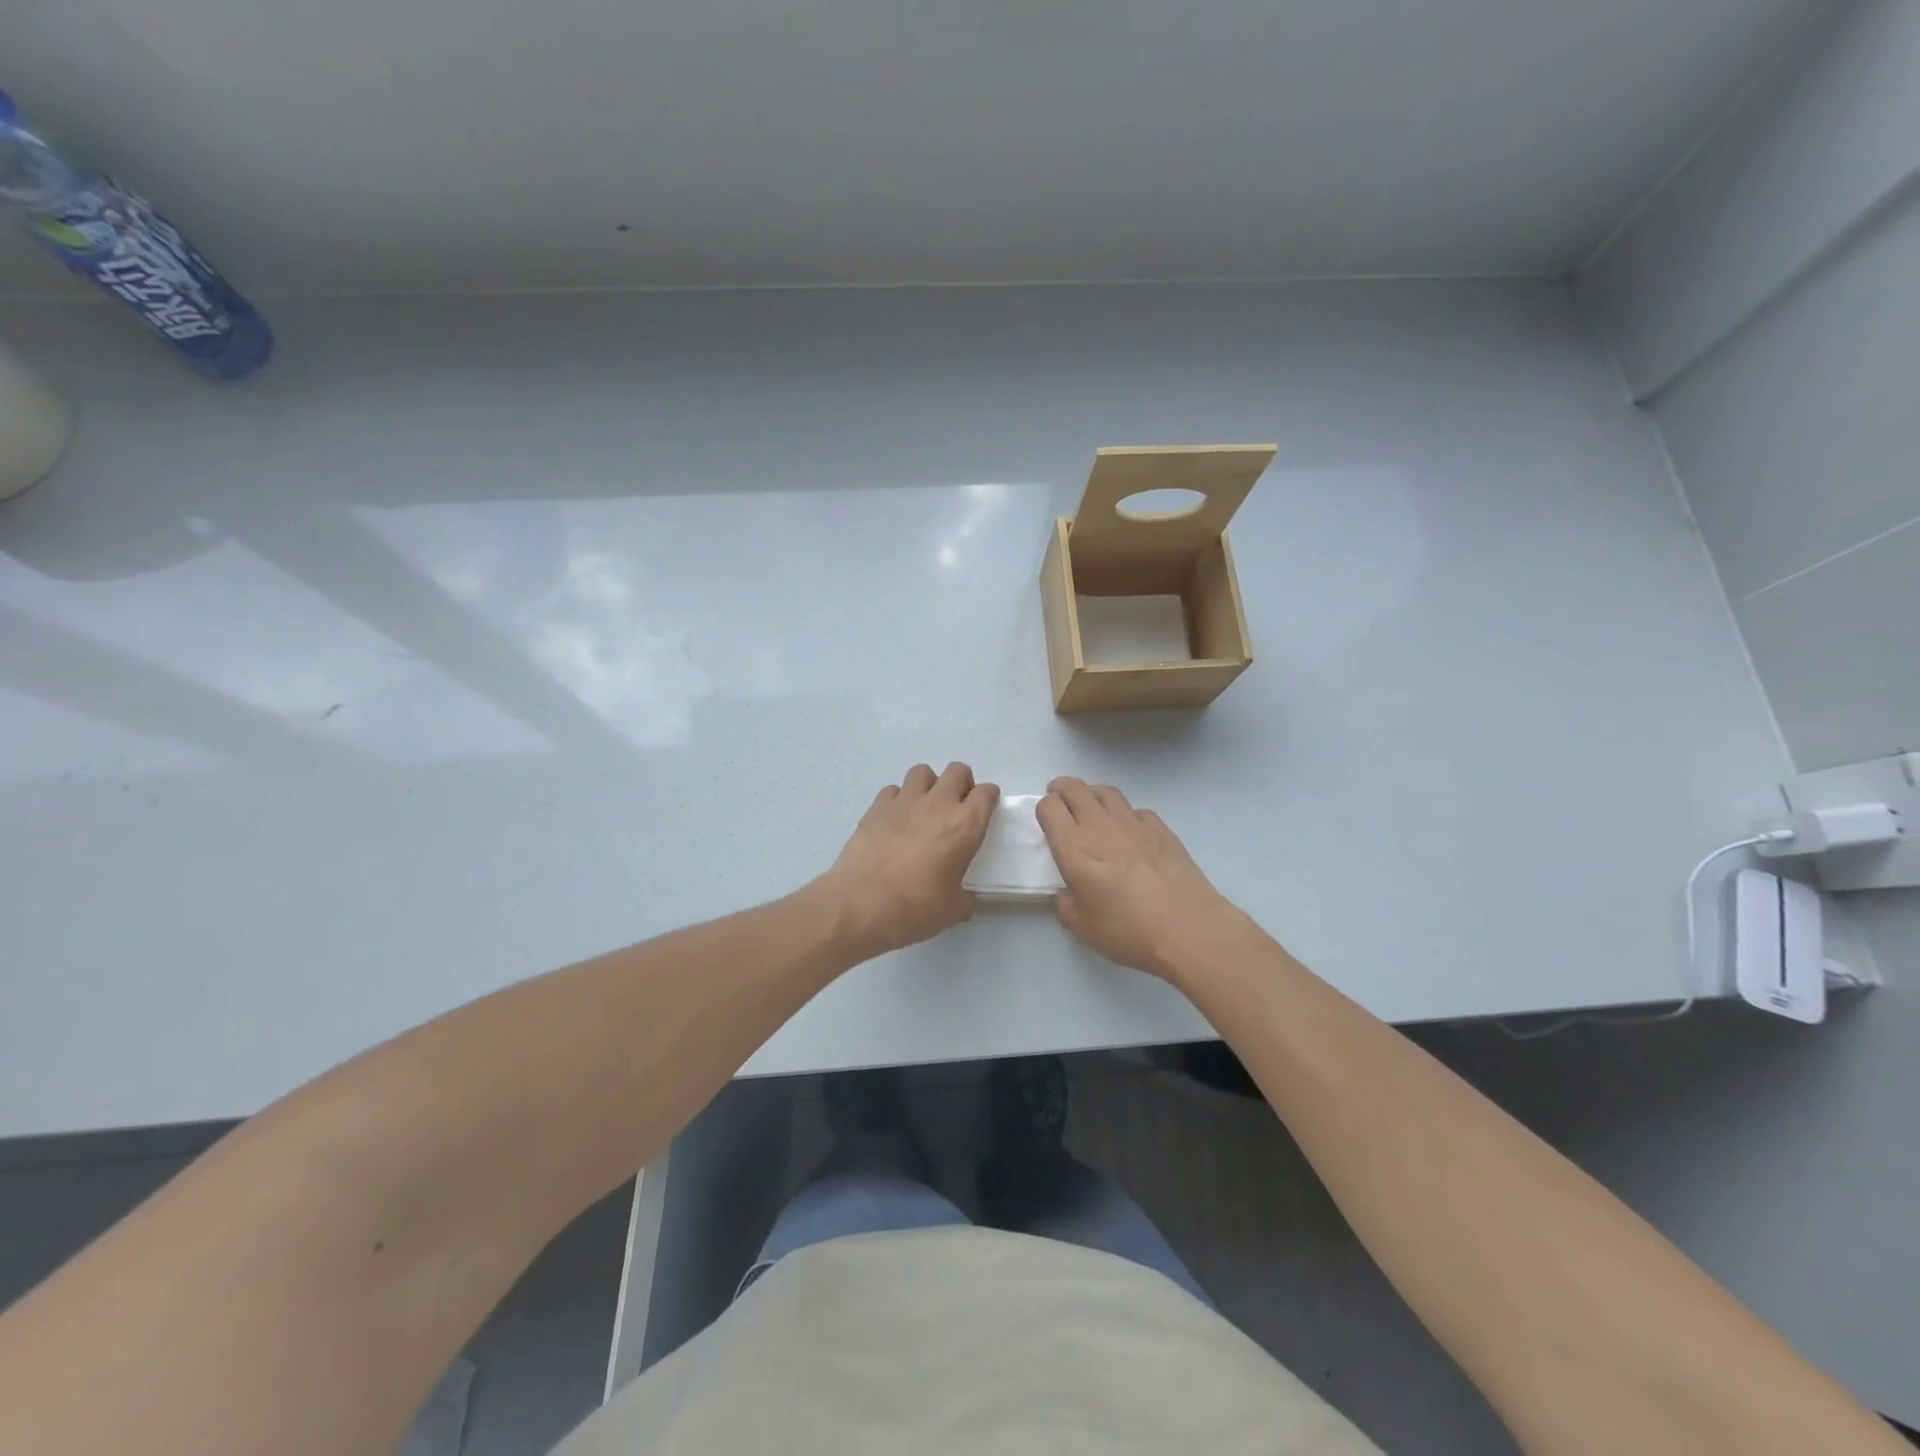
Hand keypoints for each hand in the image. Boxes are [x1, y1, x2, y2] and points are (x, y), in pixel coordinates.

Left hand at [817, 763, 998, 959]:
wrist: (861, 904)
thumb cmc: (915, 908)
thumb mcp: (953, 910)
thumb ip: (965, 898)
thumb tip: (966, 899)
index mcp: (965, 825)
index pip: (987, 793)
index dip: (988, 799)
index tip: (984, 811)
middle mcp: (938, 804)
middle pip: (957, 770)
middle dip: (962, 784)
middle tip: (956, 808)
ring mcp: (904, 801)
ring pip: (923, 772)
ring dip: (929, 785)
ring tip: (925, 808)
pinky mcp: (876, 806)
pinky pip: (893, 790)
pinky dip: (898, 799)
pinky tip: (895, 820)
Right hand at [1037, 777, 1245, 982]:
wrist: (1188, 929)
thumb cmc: (1129, 931)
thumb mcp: (1084, 929)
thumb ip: (1066, 908)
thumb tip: (1065, 896)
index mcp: (1074, 848)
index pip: (1049, 807)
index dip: (1044, 809)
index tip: (1047, 821)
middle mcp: (1100, 826)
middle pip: (1074, 788)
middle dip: (1062, 789)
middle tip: (1061, 801)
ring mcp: (1133, 823)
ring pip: (1106, 791)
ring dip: (1093, 795)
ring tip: (1092, 809)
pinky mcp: (1161, 828)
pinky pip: (1136, 810)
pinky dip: (1127, 814)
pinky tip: (1131, 832)